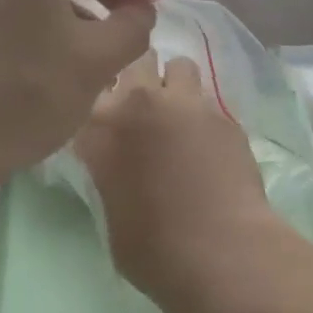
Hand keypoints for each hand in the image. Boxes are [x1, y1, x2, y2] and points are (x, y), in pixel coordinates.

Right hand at [76, 52, 292, 312]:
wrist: (222, 252)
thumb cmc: (154, 249)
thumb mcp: (110, 212)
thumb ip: (109, 172)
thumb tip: (119, 165)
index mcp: (100, 127)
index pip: (89, 92)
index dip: (98, 103)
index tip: (104, 119)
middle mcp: (139, 102)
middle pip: (133, 60)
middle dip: (137, 78)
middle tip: (143, 109)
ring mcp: (186, 103)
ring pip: (178, 66)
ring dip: (175, 85)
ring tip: (180, 117)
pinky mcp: (224, 114)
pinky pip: (208, 100)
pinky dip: (204, 115)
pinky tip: (210, 144)